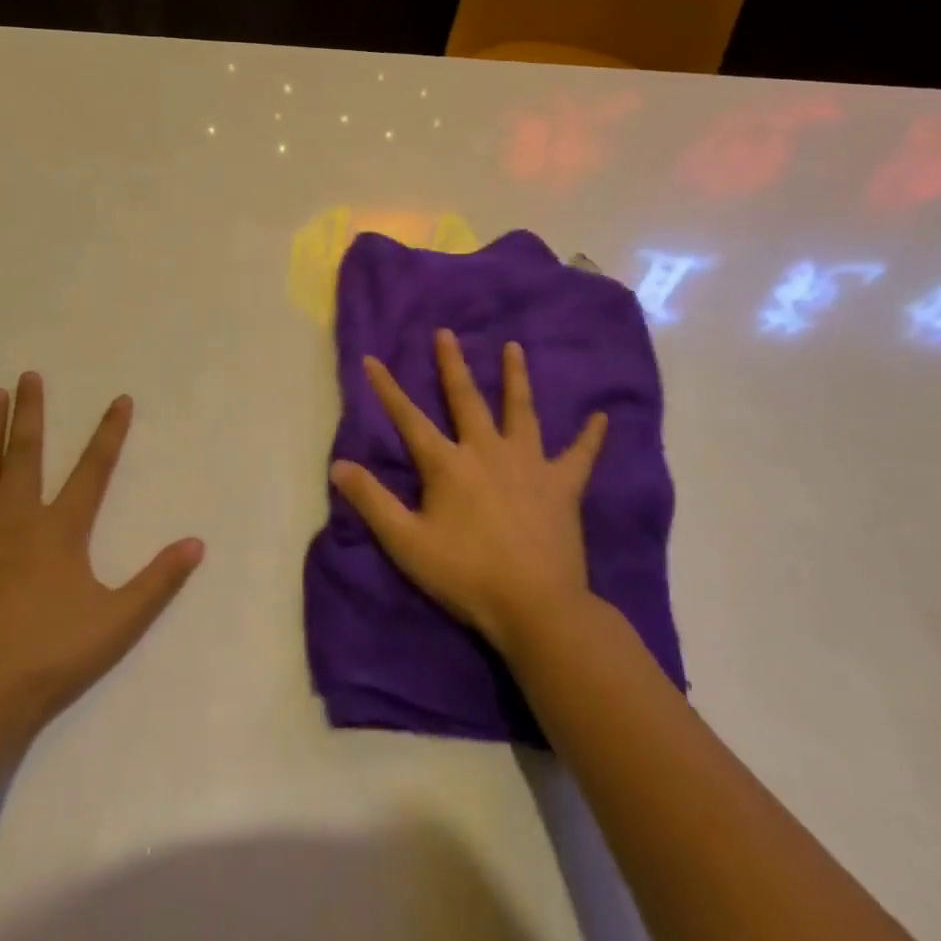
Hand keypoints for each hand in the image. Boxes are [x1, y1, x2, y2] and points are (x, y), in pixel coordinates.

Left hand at [0, 373, 203, 744]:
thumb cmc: (47, 657)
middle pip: (26, 453)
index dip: (109, 432)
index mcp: (61, 529)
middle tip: (28, 376)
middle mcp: (15, 518)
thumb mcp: (117, 622)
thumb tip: (197, 544)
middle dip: (30, 412)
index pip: (93, 468)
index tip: (119, 399)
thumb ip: (158, 581)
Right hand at [332, 329, 606, 653]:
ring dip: (516, 378)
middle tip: (446, 333)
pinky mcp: (563, 485)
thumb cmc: (466, 575)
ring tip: (514, 348)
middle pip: (466, 399)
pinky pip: (580, 455)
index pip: (409, 419)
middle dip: (452, 365)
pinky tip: (602, 417)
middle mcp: (487, 450)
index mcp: (448, 464)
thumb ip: (372, 501)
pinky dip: (590, 437)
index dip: (387, 389)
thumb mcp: (406, 542)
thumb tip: (338, 465)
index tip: (371, 359)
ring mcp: (529, 464)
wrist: (535, 607)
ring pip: (521, 411)